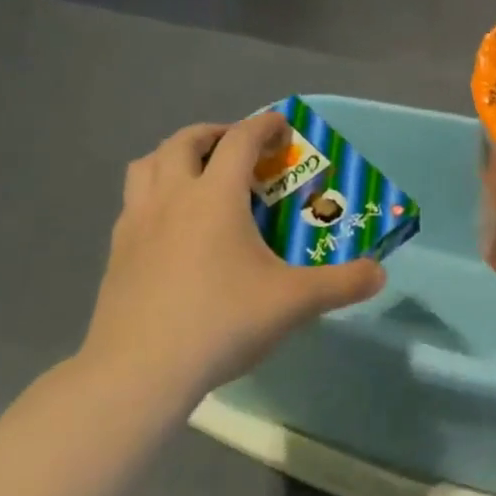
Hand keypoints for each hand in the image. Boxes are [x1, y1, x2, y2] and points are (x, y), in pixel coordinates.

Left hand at [76, 113, 386, 395]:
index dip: (264, 125)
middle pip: (184, 141)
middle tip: (236, 148)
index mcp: (215, 196)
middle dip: (214, 134)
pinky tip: (170, 228)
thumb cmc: (221, 321)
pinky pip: (133, 203)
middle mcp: (171, 197)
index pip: (240, 140)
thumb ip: (341, 284)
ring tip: (195, 176)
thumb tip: (379, 273)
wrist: (140, 370)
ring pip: (147, 165)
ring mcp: (136, 223)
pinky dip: (153, 196)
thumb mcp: (293, 303)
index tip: (281, 125)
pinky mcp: (116, 253)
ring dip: (173, 157)